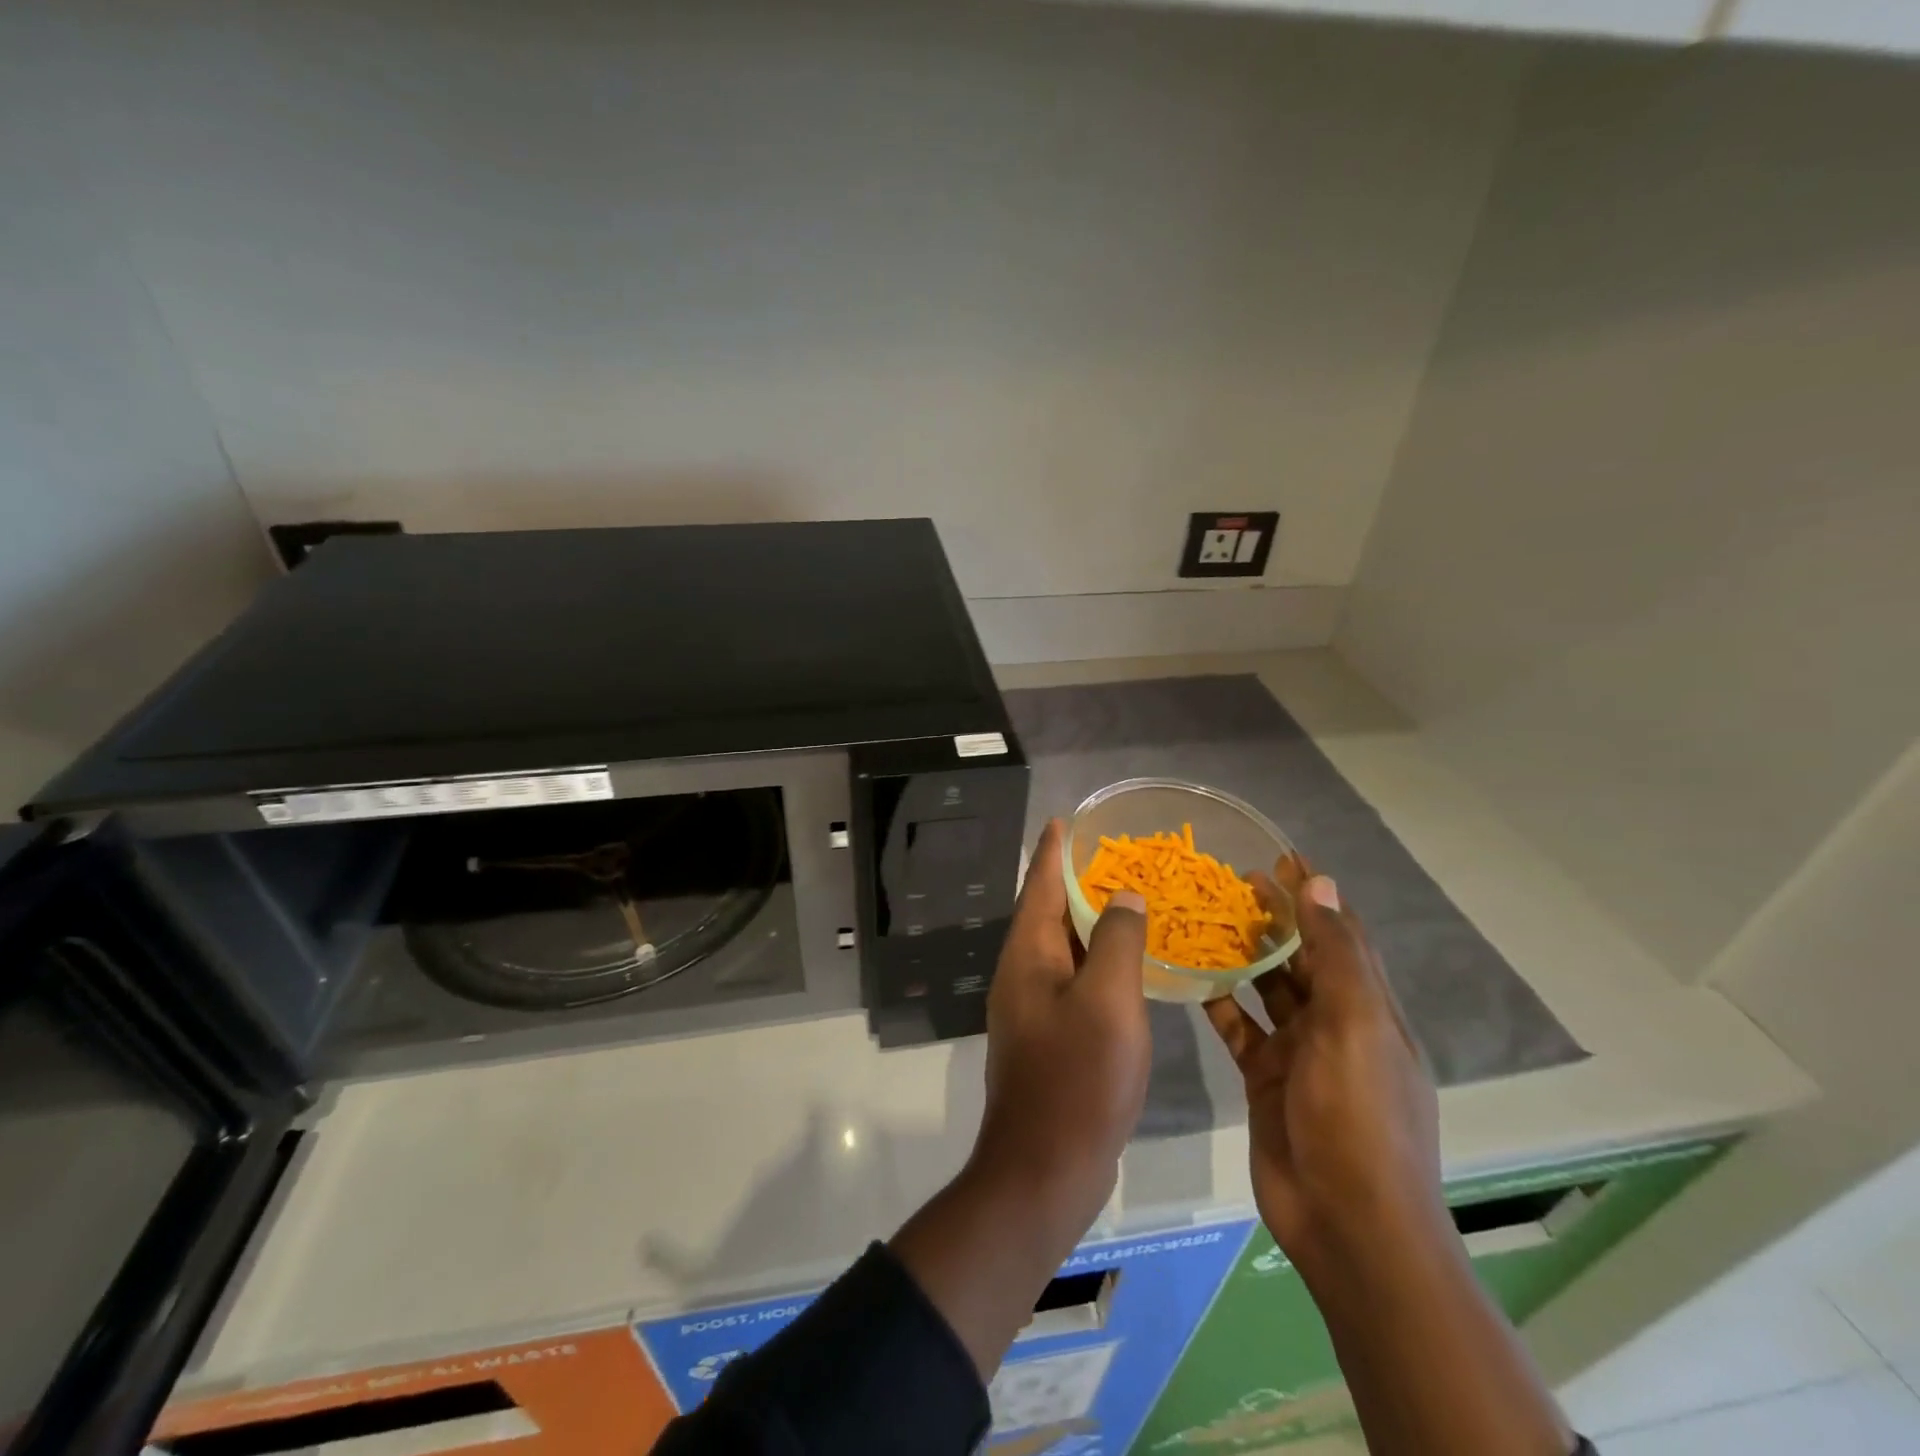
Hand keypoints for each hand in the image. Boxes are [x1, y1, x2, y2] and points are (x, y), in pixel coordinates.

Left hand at [890, 818, 1149, 1378]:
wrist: (1045, 1169)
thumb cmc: (1078, 1078)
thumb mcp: (1108, 1001)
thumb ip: (1118, 941)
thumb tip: (1123, 896)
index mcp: (1028, 954)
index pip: (1041, 884)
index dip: (1054, 850)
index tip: (1065, 818)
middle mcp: (1023, 972)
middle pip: (1050, 912)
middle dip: (1077, 881)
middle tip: (1114, 855)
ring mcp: (1033, 1006)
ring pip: (1064, 948)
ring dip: (1091, 922)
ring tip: (1126, 898)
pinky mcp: (1049, 1035)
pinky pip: (1074, 980)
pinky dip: (1098, 961)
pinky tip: (1127, 963)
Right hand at [1204, 854, 1448, 1283]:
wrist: (1346, 1223)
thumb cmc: (1358, 1117)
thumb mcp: (1355, 1027)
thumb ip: (1335, 955)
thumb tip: (1320, 882)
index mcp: (1369, 1009)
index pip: (1342, 934)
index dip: (1315, 894)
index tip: (1280, 855)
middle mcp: (1336, 1025)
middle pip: (1301, 958)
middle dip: (1272, 919)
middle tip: (1228, 882)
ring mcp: (1299, 1054)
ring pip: (1266, 990)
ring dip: (1242, 957)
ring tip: (1203, 919)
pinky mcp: (1265, 1079)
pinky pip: (1239, 1029)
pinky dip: (1219, 1003)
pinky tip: (1189, 978)